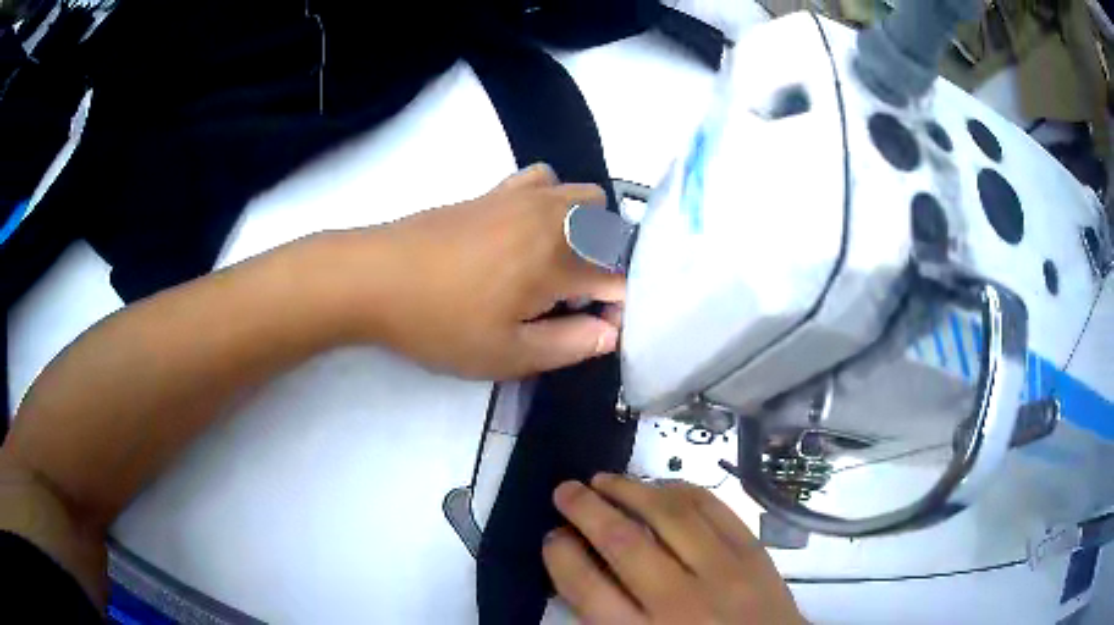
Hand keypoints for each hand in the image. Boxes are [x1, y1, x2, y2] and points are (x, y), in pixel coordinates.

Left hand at [334, 164, 623, 378]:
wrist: (376, 276)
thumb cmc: (439, 323)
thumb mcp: (506, 355)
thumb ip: (569, 345)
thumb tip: (611, 333)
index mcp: (558, 262)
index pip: (618, 280)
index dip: (617, 309)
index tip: (596, 330)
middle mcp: (552, 220)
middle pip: (613, 230)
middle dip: (609, 264)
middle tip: (575, 298)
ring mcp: (523, 198)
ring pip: (585, 197)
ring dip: (589, 229)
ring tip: (557, 263)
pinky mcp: (496, 190)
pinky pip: (545, 179)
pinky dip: (554, 201)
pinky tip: (528, 230)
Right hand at [544, 474, 804, 624]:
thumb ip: (608, 617)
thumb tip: (579, 568)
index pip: (588, 588)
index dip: (561, 556)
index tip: (552, 537)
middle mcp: (681, 602)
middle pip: (624, 543)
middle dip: (585, 509)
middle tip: (565, 490)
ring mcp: (724, 572)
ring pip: (670, 516)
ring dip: (631, 490)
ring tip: (604, 480)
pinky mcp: (754, 553)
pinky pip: (714, 509)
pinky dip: (682, 490)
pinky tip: (661, 485)